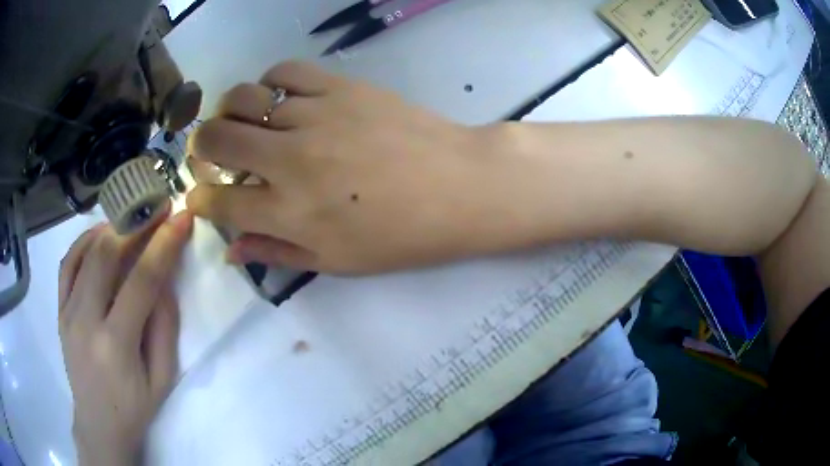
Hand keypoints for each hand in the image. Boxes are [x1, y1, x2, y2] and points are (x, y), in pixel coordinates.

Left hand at [59, 210, 192, 465]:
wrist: (98, 423)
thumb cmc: (135, 407)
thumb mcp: (162, 377)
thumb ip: (164, 326)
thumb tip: (165, 276)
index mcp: (116, 346)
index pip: (141, 282)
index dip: (163, 245)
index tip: (181, 218)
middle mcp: (85, 322)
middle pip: (106, 256)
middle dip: (134, 224)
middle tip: (156, 208)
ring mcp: (67, 313)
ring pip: (84, 252)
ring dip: (110, 228)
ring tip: (131, 218)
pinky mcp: (59, 310)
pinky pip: (67, 263)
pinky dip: (84, 241)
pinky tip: (100, 235)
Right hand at [186, 61, 511, 273]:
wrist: (460, 186)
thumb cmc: (402, 235)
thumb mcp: (337, 262)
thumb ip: (277, 253)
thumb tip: (231, 251)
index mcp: (289, 213)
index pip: (218, 202)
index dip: (199, 200)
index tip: (202, 197)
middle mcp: (289, 161)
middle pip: (215, 140)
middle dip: (200, 149)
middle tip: (211, 154)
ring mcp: (314, 116)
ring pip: (242, 98)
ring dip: (230, 113)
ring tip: (242, 123)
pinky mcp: (340, 87)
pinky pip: (285, 72)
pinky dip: (270, 83)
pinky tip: (279, 99)